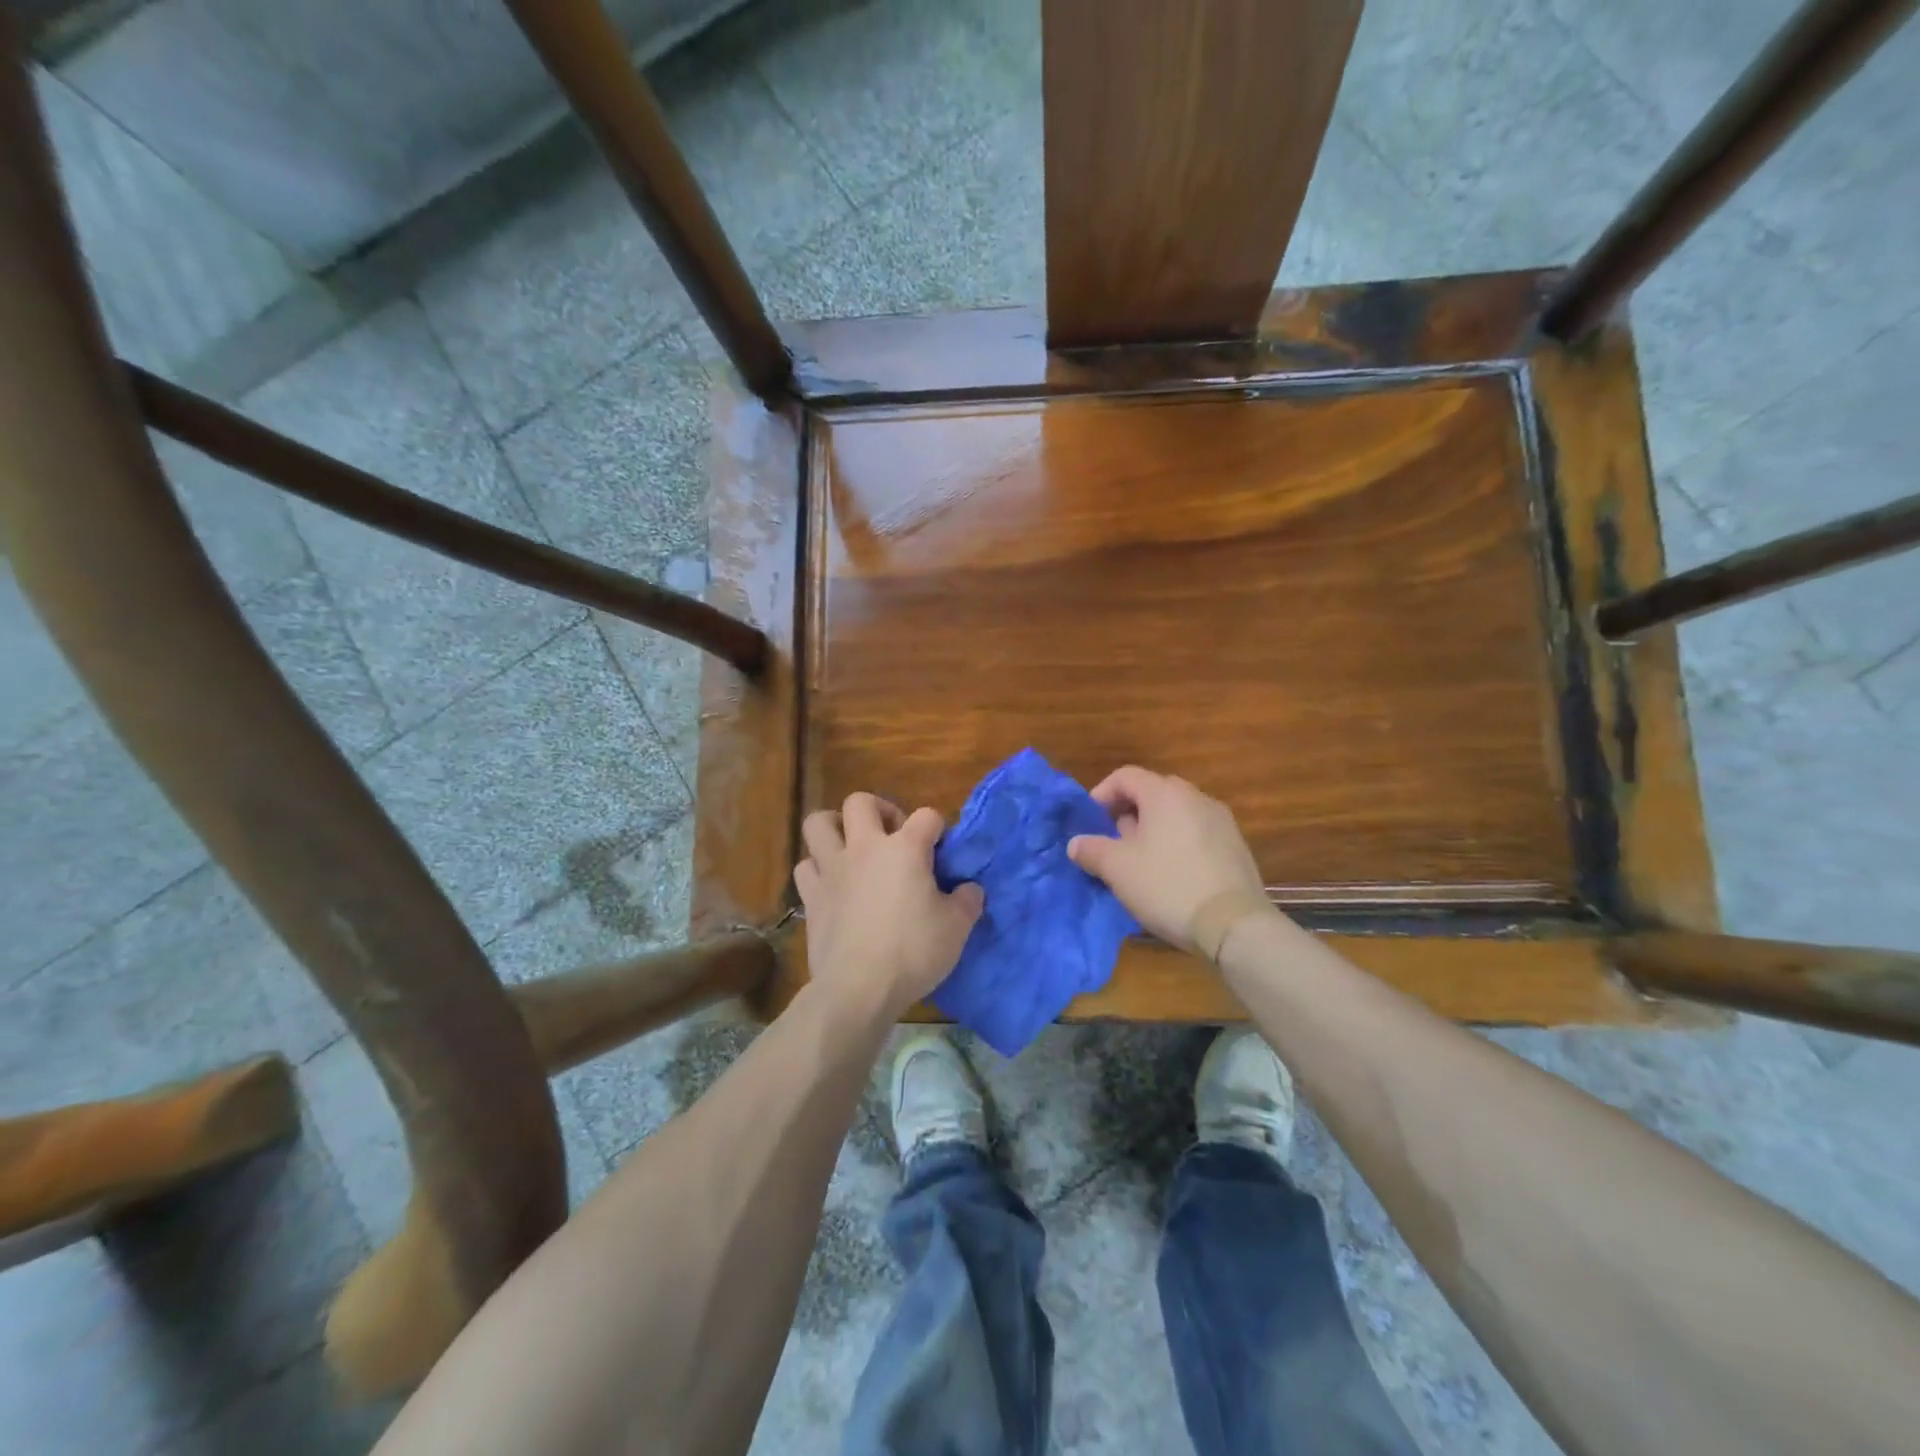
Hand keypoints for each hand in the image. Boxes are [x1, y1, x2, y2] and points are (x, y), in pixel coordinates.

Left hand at [794, 792, 984, 1021]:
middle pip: (860, 802)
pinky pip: (806, 866)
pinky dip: (817, 869)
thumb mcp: (957, 928)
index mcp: (905, 849)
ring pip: (819, 823)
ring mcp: (832, 869)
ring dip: (835, 828)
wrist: (859, 988)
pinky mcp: (811, 896)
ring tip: (851, 847)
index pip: (927, 816)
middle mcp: (865, 848)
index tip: (941, 851)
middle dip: (878, 810)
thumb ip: (968, 901)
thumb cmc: (913, 952)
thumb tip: (970, 889)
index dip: (937, 828)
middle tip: (892, 836)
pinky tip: (832, 884)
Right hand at [1067, 766, 1266, 951]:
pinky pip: (1196, 832)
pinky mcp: (1236, 846)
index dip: (1102, 794)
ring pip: (1176, 813)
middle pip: (1153, 792)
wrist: (1234, 925)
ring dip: (1153, 828)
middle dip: (1128, 812)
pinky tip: (1171, 873)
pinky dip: (1177, 842)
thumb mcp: (1117, 869)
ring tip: (1140, 861)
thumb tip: (1076, 843)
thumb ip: (1091, 850)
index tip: (1090, 822)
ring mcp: (1221, 821)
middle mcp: (1196, 797)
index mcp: (1165, 794)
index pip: (1126, 776)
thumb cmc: (1167, 886)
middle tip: (1113, 842)